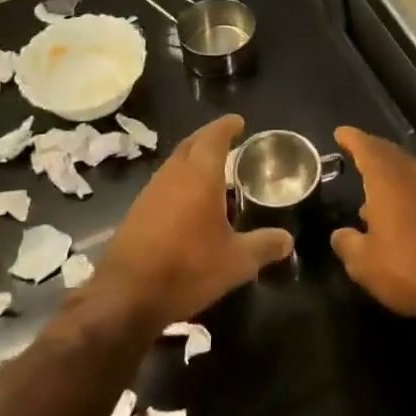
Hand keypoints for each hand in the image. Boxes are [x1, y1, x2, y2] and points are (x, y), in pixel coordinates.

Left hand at [95, 115, 292, 327]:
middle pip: (191, 144)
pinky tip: (189, 200)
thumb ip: (263, 246)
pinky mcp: (137, 210)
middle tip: (228, 139)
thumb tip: (288, 239)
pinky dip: (180, 180)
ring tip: (213, 169)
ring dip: (192, 158)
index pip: (213, 137)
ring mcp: (151, 191)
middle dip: (209, 137)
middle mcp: (173, 175)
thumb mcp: (236, 262)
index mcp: (199, 176)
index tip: (239, 122)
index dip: (226, 126)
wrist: (127, 294)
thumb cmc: (188, 269)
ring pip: (175, 162)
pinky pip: (164, 182)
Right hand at [331, 127, 415, 317]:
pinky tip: (397, 212)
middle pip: (391, 154)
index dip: (352, 139)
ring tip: (371, 186)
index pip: (367, 149)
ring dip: (389, 172)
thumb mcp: (363, 263)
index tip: (340, 133)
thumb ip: (346, 243)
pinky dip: (405, 191)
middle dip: (372, 150)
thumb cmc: (407, 269)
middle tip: (355, 150)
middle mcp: (414, 179)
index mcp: (388, 182)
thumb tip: (340, 234)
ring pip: (408, 172)